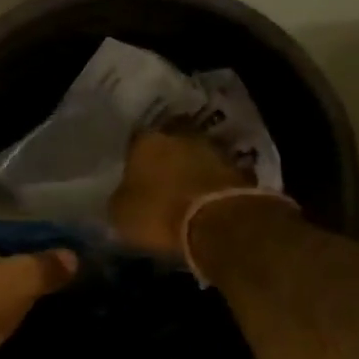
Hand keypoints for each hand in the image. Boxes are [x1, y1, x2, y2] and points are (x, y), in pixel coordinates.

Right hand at [109, 130, 253, 256]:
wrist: (217, 223)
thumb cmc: (158, 213)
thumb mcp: (120, 213)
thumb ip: (120, 197)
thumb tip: (123, 194)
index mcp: (145, 140)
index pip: (134, 142)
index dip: (132, 159)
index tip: (132, 174)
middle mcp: (179, 135)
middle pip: (168, 143)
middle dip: (164, 159)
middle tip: (158, 179)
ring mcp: (212, 148)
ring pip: (194, 155)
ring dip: (189, 169)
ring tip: (182, 191)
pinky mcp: (237, 167)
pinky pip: (214, 174)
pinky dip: (208, 183)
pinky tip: (202, 199)